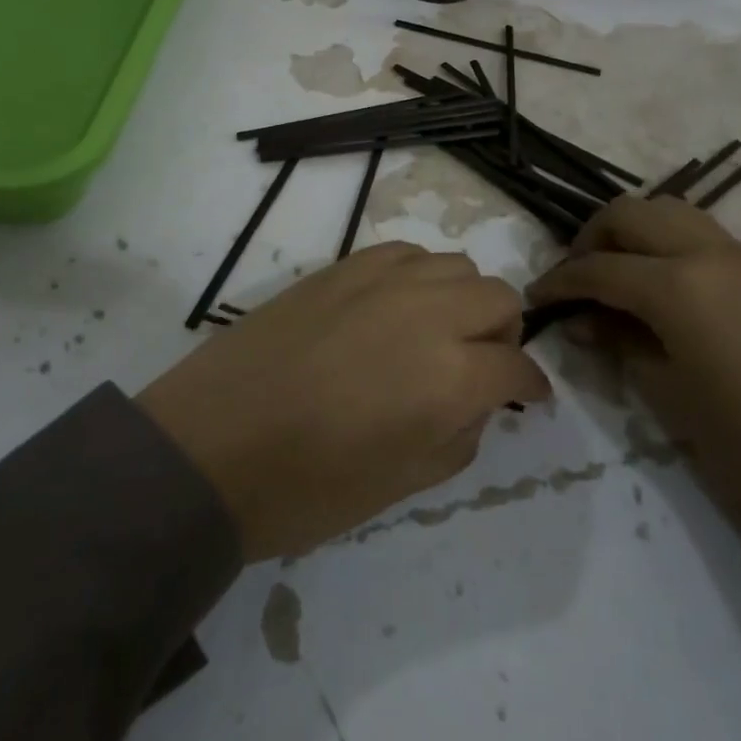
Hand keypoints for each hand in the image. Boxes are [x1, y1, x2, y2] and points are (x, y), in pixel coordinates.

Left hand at [138, 243, 549, 560]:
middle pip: (499, 297)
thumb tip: (480, 400)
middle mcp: (428, 312)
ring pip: (456, 264)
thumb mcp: (406, 482)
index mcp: (451, 377)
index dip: (530, 386)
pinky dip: (418, 277)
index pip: (517, 367)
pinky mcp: (342, 266)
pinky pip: (405, 253)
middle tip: (480, 367)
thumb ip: (463, 433)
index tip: (527, 398)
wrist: (211, 445)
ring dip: (463, 299)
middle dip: (504, 334)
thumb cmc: (308, 487)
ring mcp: (382, 280)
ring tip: (436, 333)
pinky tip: (395, 307)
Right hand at [528, 196, 740, 581]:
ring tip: (615, 279)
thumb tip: (587, 320)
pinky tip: (660, 291)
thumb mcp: (671, 400)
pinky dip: (668, 247)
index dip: (558, 282)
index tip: (535, 301)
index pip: (597, 267)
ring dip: (633, 235)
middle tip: (574, 281)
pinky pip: (703, 237)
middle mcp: (709, 254)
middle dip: (592, 240)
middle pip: (632, 214)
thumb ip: (622, 345)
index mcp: (678, 286)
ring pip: (671, 214)